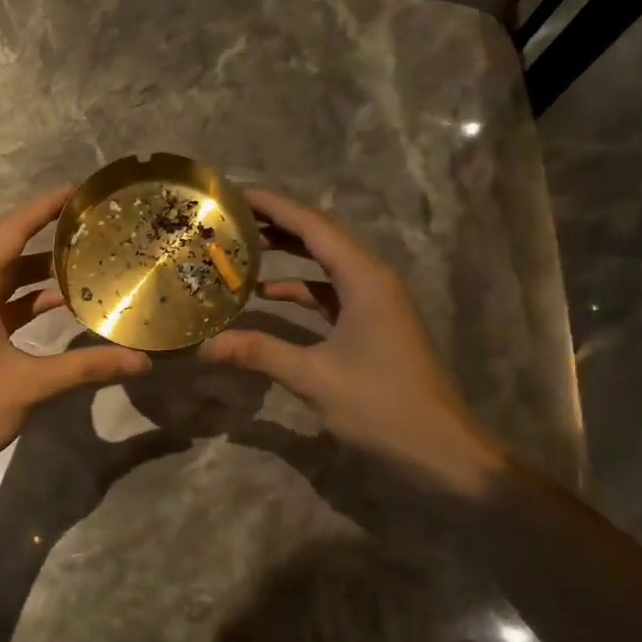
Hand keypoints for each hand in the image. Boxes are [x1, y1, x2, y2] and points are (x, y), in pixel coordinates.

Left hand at [0, 188, 150, 475]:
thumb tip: (141, 362)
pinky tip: (57, 304)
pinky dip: (23, 299)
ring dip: (37, 271)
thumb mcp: (31, 383)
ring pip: (0, 277)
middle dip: (45, 234)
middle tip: (89, 224)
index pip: (11, 229)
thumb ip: (87, 366)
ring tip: (83, 262)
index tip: (79, 191)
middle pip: (4, 247)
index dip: (45, 207)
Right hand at [199, 188, 504, 496]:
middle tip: (230, 219)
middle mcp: (372, 279)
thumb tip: (203, 346)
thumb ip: (258, 353)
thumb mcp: (313, 377)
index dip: (273, 206)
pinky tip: (268, 295)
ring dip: (288, 254)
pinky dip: (301, 288)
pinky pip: (332, 291)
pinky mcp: (373, 322)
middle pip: (321, 236)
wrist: (437, 447)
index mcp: (364, 279)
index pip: (313, 225)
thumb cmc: (380, 405)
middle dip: (277, 224)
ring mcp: (375, 301)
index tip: (234, 194)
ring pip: (326, 263)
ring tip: (242, 248)